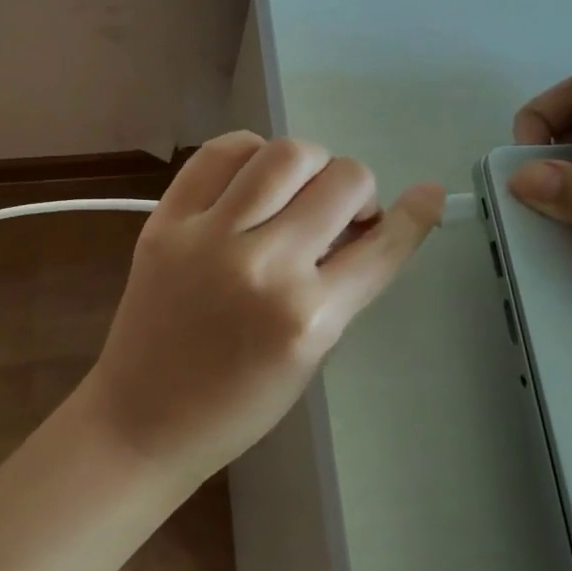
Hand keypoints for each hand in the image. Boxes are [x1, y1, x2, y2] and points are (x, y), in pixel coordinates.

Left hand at [81, 131, 442, 482]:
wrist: (143, 418)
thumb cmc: (237, 403)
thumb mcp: (311, 354)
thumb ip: (343, 285)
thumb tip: (367, 224)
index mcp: (309, 317)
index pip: (382, 246)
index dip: (414, 215)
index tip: (428, 195)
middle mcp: (265, 266)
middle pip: (342, 180)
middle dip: (356, 190)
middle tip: (339, 212)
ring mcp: (209, 236)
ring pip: (286, 153)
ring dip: (310, 164)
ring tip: (297, 188)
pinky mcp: (166, 220)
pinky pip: (220, 152)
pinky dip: (249, 152)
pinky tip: (252, 175)